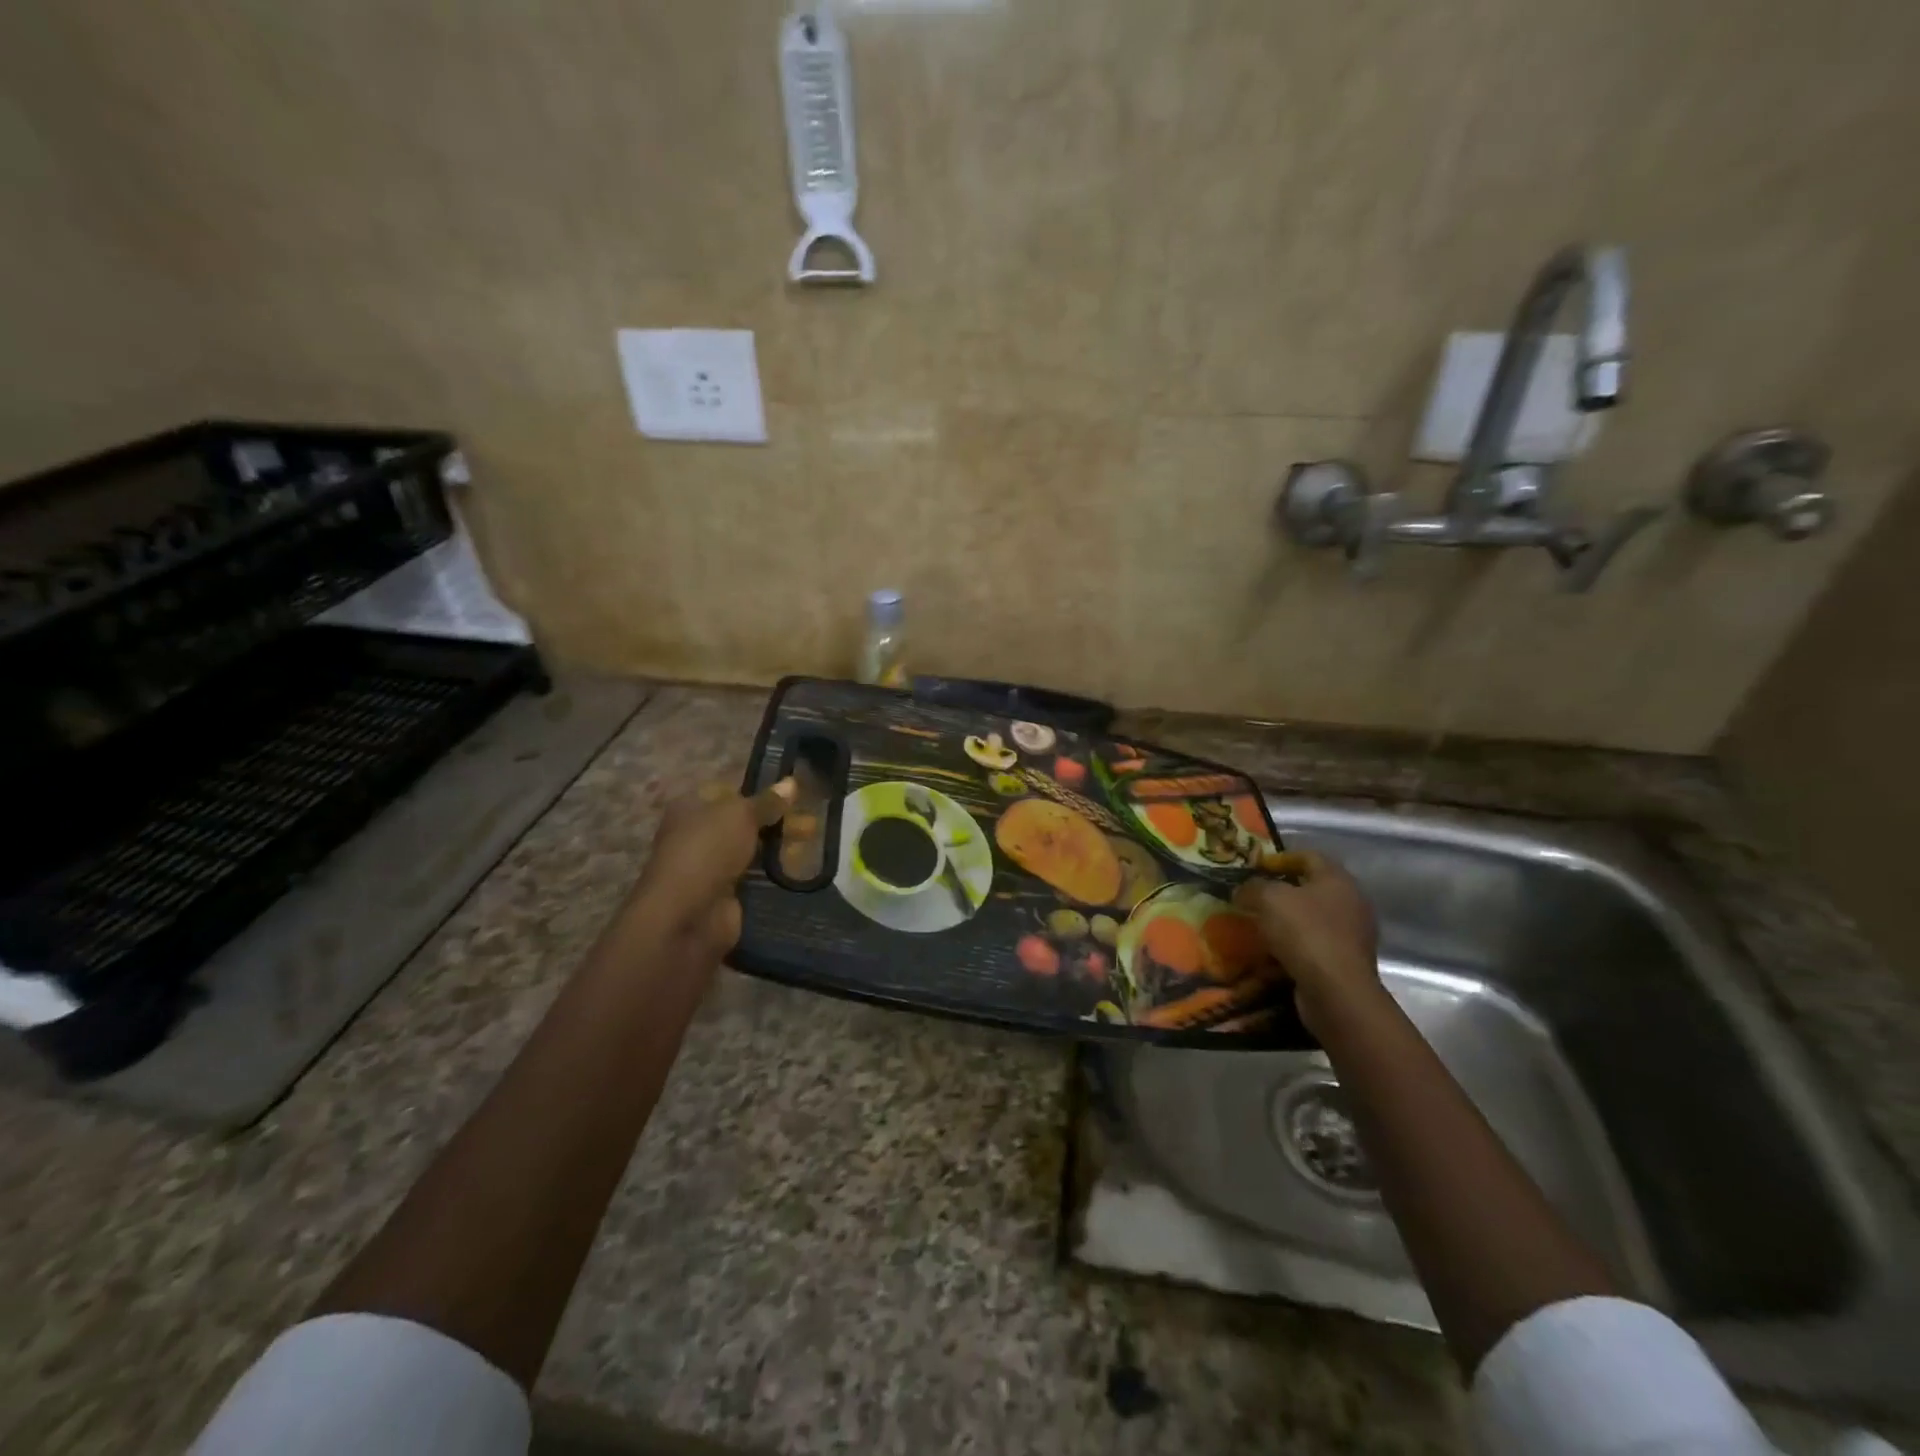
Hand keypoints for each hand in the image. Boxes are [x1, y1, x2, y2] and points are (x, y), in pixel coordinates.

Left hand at [628, 778, 792, 961]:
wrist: (687, 916)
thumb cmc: (707, 851)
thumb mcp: (740, 815)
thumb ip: (767, 801)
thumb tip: (791, 782)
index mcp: (691, 808)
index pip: (728, 792)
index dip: (759, 791)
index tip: (792, 793)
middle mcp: (697, 835)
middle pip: (743, 822)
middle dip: (776, 820)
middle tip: (810, 820)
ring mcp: (711, 867)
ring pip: (752, 850)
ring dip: (779, 847)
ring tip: (813, 841)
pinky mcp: (726, 895)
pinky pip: (756, 877)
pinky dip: (776, 873)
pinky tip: (803, 867)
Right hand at [1233, 851, 1381, 1032]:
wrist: (1336, 991)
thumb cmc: (1304, 933)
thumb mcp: (1268, 899)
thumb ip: (1252, 888)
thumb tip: (1242, 890)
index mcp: (1337, 879)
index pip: (1308, 856)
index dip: (1280, 858)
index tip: (1255, 868)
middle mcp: (1351, 902)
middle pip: (1313, 887)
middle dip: (1283, 890)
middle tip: (1254, 896)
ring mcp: (1353, 934)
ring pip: (1314, 917)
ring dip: (1288, 920)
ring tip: (1260, 925)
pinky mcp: (1347, 961)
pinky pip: (1316, 944)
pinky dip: (1295, 944)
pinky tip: (1274, 951)